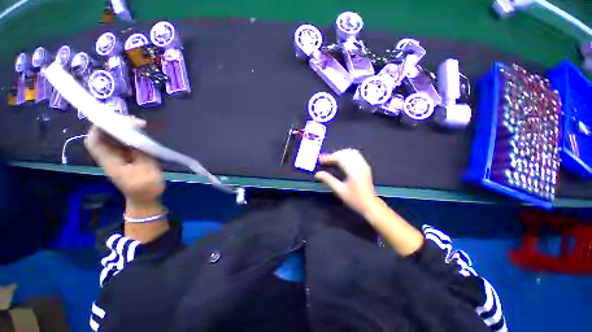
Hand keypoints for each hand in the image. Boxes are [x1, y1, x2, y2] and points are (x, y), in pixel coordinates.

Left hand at [85, 118, 164, 213]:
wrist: (146, 200)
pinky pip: (126, 143)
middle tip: (135, 122)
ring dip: (126, 129)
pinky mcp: (128, 158)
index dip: (100, 127)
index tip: (116, 120)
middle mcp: (111, 157)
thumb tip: (140, 137)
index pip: (95, 141)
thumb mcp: (146, 171)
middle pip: (104, 136)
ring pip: (115, 138)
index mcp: (110, 162)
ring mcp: (120, 157)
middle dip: (116, 125)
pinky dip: (133, 136)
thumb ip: (141, 153)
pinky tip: (144, 134)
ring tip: (142, 125)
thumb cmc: (146, 188)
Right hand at [315, 149, 378, 216]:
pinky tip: (342, 160)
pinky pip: (356, 155)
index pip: (341, 158)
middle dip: (334, 154)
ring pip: (351, 152)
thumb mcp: (339, 191)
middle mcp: (360, 166)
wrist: (370, 204)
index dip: (329, 157)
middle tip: (325, 160)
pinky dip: (347, 155)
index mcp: (354, 172)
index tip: (321, 160)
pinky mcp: (365, 166)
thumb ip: (328, 180)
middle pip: (346, 153)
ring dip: (340, 153)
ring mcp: (364, 165)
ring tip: (332, 159)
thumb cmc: (355, 199)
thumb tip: (318, 174)